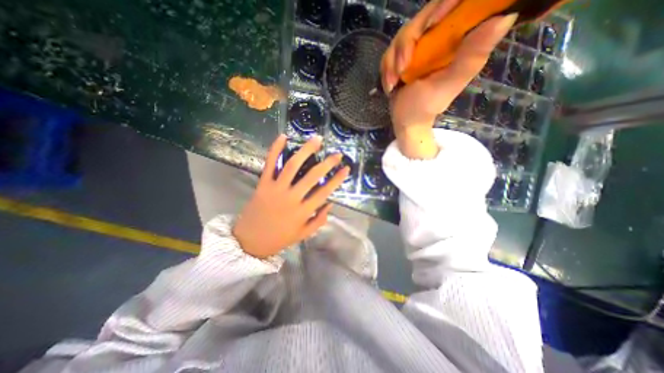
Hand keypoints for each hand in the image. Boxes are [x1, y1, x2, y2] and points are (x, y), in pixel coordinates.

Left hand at [232, 134, 349, 259]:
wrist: (249, 241)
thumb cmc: (279, 238)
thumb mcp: (303, 234)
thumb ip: (319, 220)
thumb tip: (330, 204)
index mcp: (303, 211)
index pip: (325, 192)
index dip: (337, 179)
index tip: (346, 168)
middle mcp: (292, 197)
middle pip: (312, 176)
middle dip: (327, 163)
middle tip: (337, 153)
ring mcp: (276, 189)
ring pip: (293, 165)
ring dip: (306, 151)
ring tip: (317, 140)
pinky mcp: (263, 184)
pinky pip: (270, 164)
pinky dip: (275, 149)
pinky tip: (283, 137)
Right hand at [381, 0, 515, 156]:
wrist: (407, 120)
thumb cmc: (427, 106)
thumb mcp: (449, 84)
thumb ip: (471, 56)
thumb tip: (506, 18)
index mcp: (457, 40)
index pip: (453, 5)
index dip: (444, 6)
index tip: (431, 24)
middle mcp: (438, 39)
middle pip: (421, 19)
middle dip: (406, 44)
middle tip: (402, 68)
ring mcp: (418, 48)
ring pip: (401, 37)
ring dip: (392, 61)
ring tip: (393, 83)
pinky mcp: (402, 57)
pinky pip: (390, 52)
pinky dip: (386, 69)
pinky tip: (390, 84)